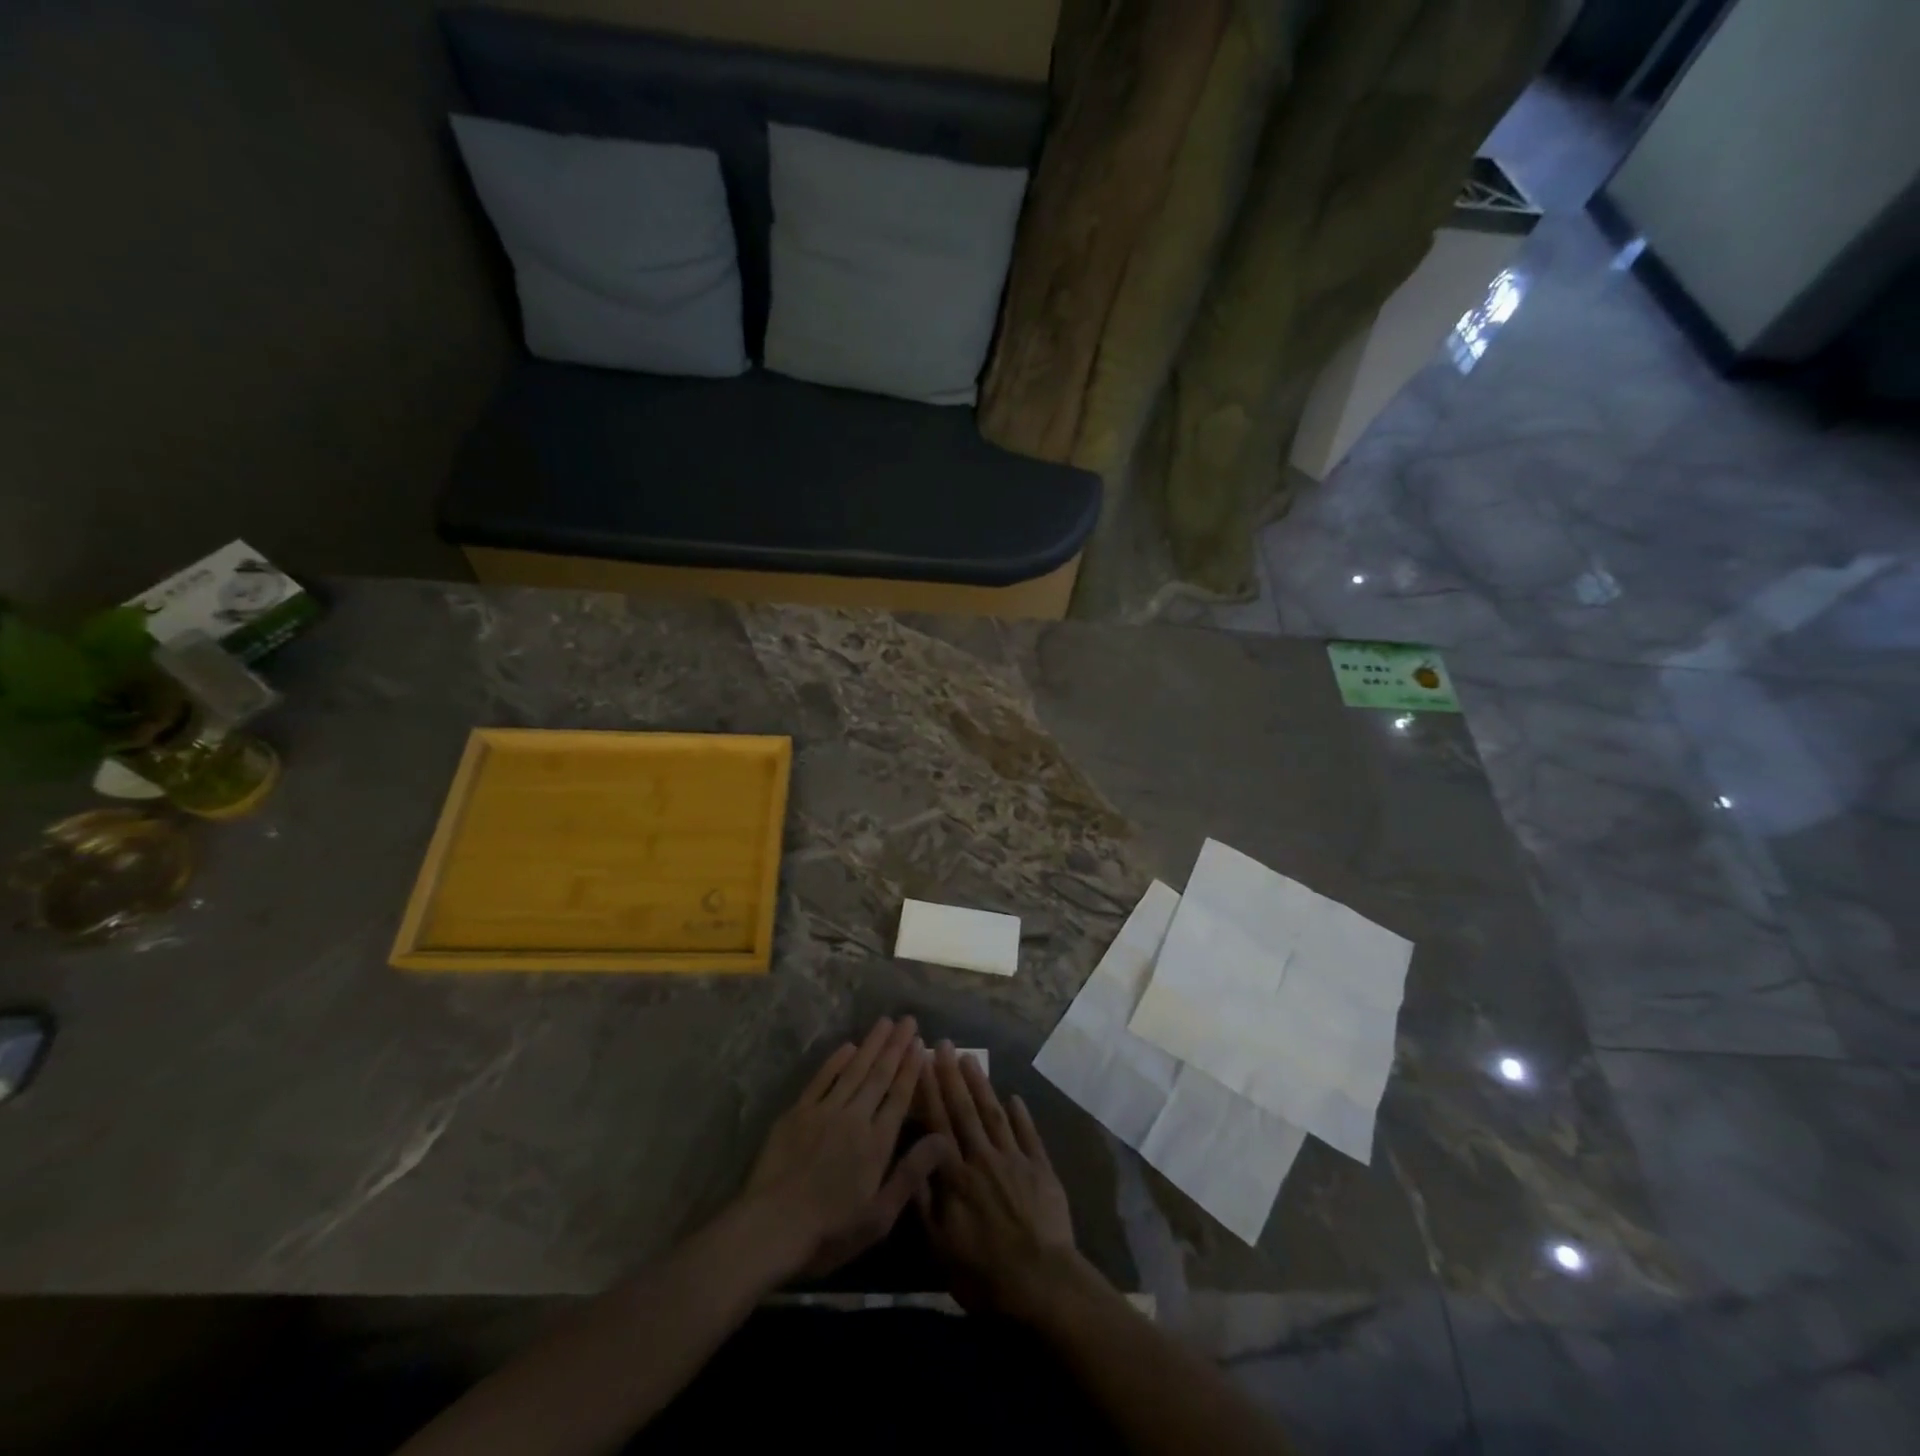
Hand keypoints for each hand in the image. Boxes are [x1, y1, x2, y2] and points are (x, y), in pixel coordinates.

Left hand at [740, 1017, 951, 1279]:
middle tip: (908, 1020)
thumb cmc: (829, 1231)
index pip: (899, 1096)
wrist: (771, 1227)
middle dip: (896, 1046)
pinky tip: (848, 1046)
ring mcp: (824, 1111)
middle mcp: (855, 1118)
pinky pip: (821, 1079)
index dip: (911, 1068)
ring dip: (871, 1044)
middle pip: (879, 1075)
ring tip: (885, 1022)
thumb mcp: (879, 1216)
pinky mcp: (798, 1113)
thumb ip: (911, 1174)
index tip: (920, 1044)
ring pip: (853, 1070)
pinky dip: (836, 1060)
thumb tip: (944, 1139)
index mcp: (877, 1143)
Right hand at [915, 1041, 1091, 1319]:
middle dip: (952, 1075)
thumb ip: (924, 1201)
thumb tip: (912, 1159)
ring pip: (994, 1114)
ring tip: (971, 1059)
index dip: (930, 1091)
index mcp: (956, 1176)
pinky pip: (1028, 1134)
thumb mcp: (940, 1247)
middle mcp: (983, 1158)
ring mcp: (1014, 1160)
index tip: (922, 1061)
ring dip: (981, 1085)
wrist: (1042, 1283)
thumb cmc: (984, 1273)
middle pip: (965, 1110)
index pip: (938, 1124)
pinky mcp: (1041, 1168)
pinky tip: (1013, 1097)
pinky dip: (1020, 1114)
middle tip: (944, 1044)